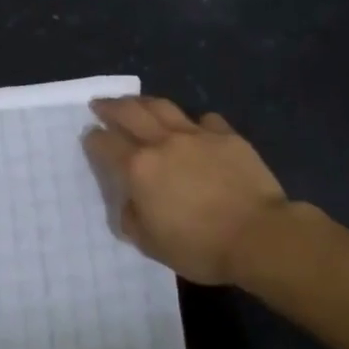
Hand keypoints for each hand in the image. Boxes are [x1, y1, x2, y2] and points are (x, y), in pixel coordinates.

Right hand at [84, 96, 289, 285]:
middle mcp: (162, 143)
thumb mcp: (151, 244)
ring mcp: (197, 135)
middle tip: (100, 104)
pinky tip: (194, 127)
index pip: (106, 144)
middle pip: (130, 113)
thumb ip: (132, 218)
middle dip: (110, 107)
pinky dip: (194, 122)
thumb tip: (131, 202)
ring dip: (144, 102)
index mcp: (138, 168)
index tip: (89, 136)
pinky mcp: (227, 137)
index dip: (93, 139)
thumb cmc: (200, 246)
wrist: (259, 236)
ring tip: (137, 103)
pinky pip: (205, 121)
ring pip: (163, 107)